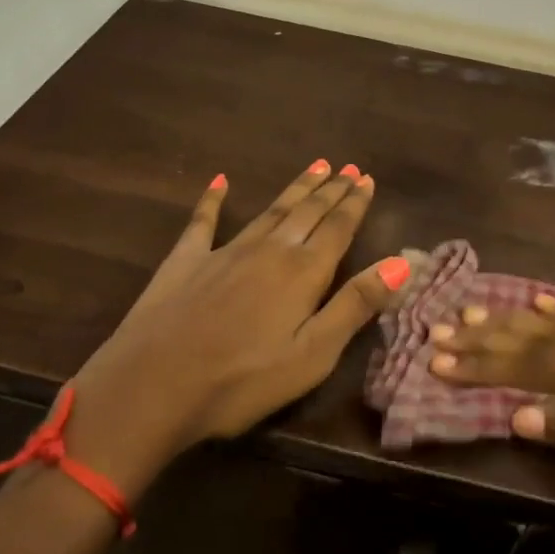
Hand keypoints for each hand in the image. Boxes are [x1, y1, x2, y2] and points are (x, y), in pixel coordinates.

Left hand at [62, 162, 410, 498]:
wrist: (153, 386)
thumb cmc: (242, 380)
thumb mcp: (312, 354)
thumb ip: (355, 305)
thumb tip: (401, 262)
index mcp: (302, 273)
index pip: (337, 229)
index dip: (354, 204)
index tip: (366, 179)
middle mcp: (268, 250)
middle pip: (307, 213)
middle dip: (330, 190)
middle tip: (348, 167)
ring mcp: (224, 251)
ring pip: (270, 211)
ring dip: (295, 189)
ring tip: (315, 167)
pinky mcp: (185, 260)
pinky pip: (203, 221)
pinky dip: (213, 200)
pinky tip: (219, 181)